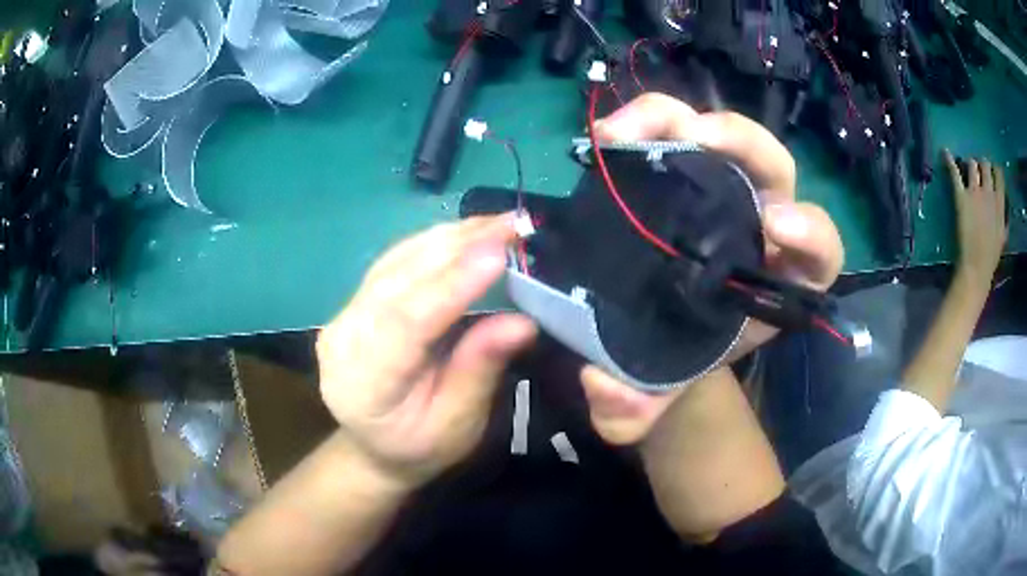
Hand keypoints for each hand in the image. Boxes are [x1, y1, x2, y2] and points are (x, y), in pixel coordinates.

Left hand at [316, 216, 536, 488]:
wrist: (376, 448)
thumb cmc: (420, 447)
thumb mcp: (457, 425)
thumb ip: (479, 370)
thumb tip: (522, 322)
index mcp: (362, 383)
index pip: (404, 323)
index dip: (451, 285)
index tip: (497, 252)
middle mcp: (344, 338)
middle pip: (398, 280)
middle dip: (458, 247)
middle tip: (512, 224)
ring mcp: (344, 315)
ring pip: (396, 261)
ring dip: (449, 237)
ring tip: (498, 222)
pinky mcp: (356, 302)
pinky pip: (395, 262)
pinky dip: (434, 243)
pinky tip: (466, 233)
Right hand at [581, 93, 843, 444]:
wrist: (660, 333)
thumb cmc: (679, 358)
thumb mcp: (657, 390)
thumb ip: (634, 408)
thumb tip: (603, 391)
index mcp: (780, 283)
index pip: (820, 251)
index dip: (810, 232)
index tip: (774, 227)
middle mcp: (763, 226)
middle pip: (776, 167)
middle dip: (744, 144)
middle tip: (695, 139)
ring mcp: (725, 192)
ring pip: (723, 136)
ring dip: (681, 120)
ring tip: (628, 130)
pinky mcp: (687, 173)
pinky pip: (678, 132)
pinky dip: (650, 123)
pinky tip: (611, 136)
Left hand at [944, 150, 1005, 292]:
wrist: (977, 267)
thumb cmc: (991, 256)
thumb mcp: (1003, 236)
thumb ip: (1004, 218)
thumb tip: (1004, 207)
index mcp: (1000, 203)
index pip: (999, 174)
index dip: (994, 170)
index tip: (991, 172)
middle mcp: (989, 192)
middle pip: (985, 164)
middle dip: (981, 164)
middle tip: (978, 170)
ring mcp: (975, 192)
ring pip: (972, 163)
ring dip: (969, 164)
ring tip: (965, 168)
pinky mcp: (961, 195)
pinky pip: (954, 171)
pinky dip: (949, 160)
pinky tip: (945, 152)